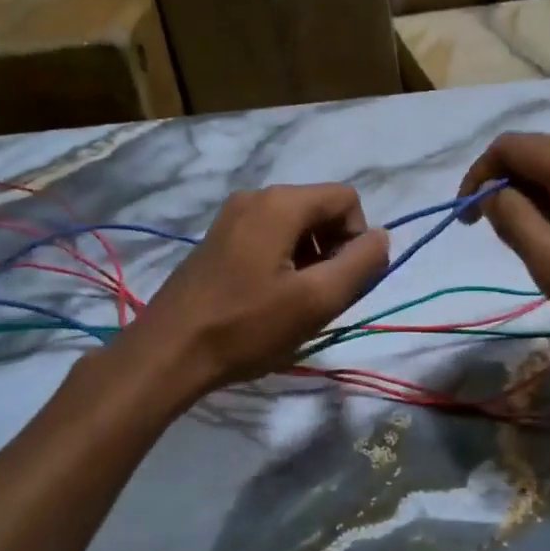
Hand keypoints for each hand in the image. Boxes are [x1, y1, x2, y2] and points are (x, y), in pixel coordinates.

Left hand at [125, 184, 389, 392]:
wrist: (168, 352)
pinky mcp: (218, 240)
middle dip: (333, 251)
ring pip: (296, 227)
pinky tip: (268, 301)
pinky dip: (283, 263)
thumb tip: (381, 238)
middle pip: (320, 211)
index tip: (341, 282)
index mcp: (280, 203)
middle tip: (319, 298)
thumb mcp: (317, 300)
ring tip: (293, 304)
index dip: (357, 239)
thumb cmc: (247, 327)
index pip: (347, 200)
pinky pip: (269, 238)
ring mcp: (232, 217)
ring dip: (309, 261)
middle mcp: (255, 198)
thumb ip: (361, 264)